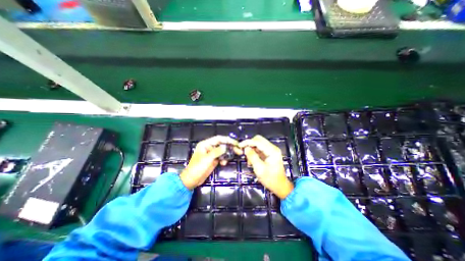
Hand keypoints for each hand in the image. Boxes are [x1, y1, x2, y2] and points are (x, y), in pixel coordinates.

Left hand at [180, 136, 241, 189]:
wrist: (192, 180)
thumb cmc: (197, 168)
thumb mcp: (207, 159)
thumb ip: (217, 152)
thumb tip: (225, 147)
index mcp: (205, 144)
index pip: (218, 139)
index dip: (227, 140)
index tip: (235, 143)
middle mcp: (209, 147)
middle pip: (221, 144)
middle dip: (230, 147)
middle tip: (238, 150)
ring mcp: (211, 154)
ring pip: (222, 151)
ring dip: (228, 153)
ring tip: (235, 155)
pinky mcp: (213, 160)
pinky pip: (221, 157)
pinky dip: (224, 159)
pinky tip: (224, 163)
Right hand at [240, 135, 293, 198]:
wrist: (280, 186)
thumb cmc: (270, 179)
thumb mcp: (259, 169)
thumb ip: (252, 157)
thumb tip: (246, 148)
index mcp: (272, 151)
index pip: (258, 141)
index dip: (248, 142)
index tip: (240, 145)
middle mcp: (272, 148)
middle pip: (258, 140)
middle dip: (249, 144)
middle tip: (243, 151)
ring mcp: (271, 150)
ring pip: (258, 144)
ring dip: (251, 149)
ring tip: (248, 160)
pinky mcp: (269, 153)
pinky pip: (259, 149)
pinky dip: (254, 153)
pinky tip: (251, 161)